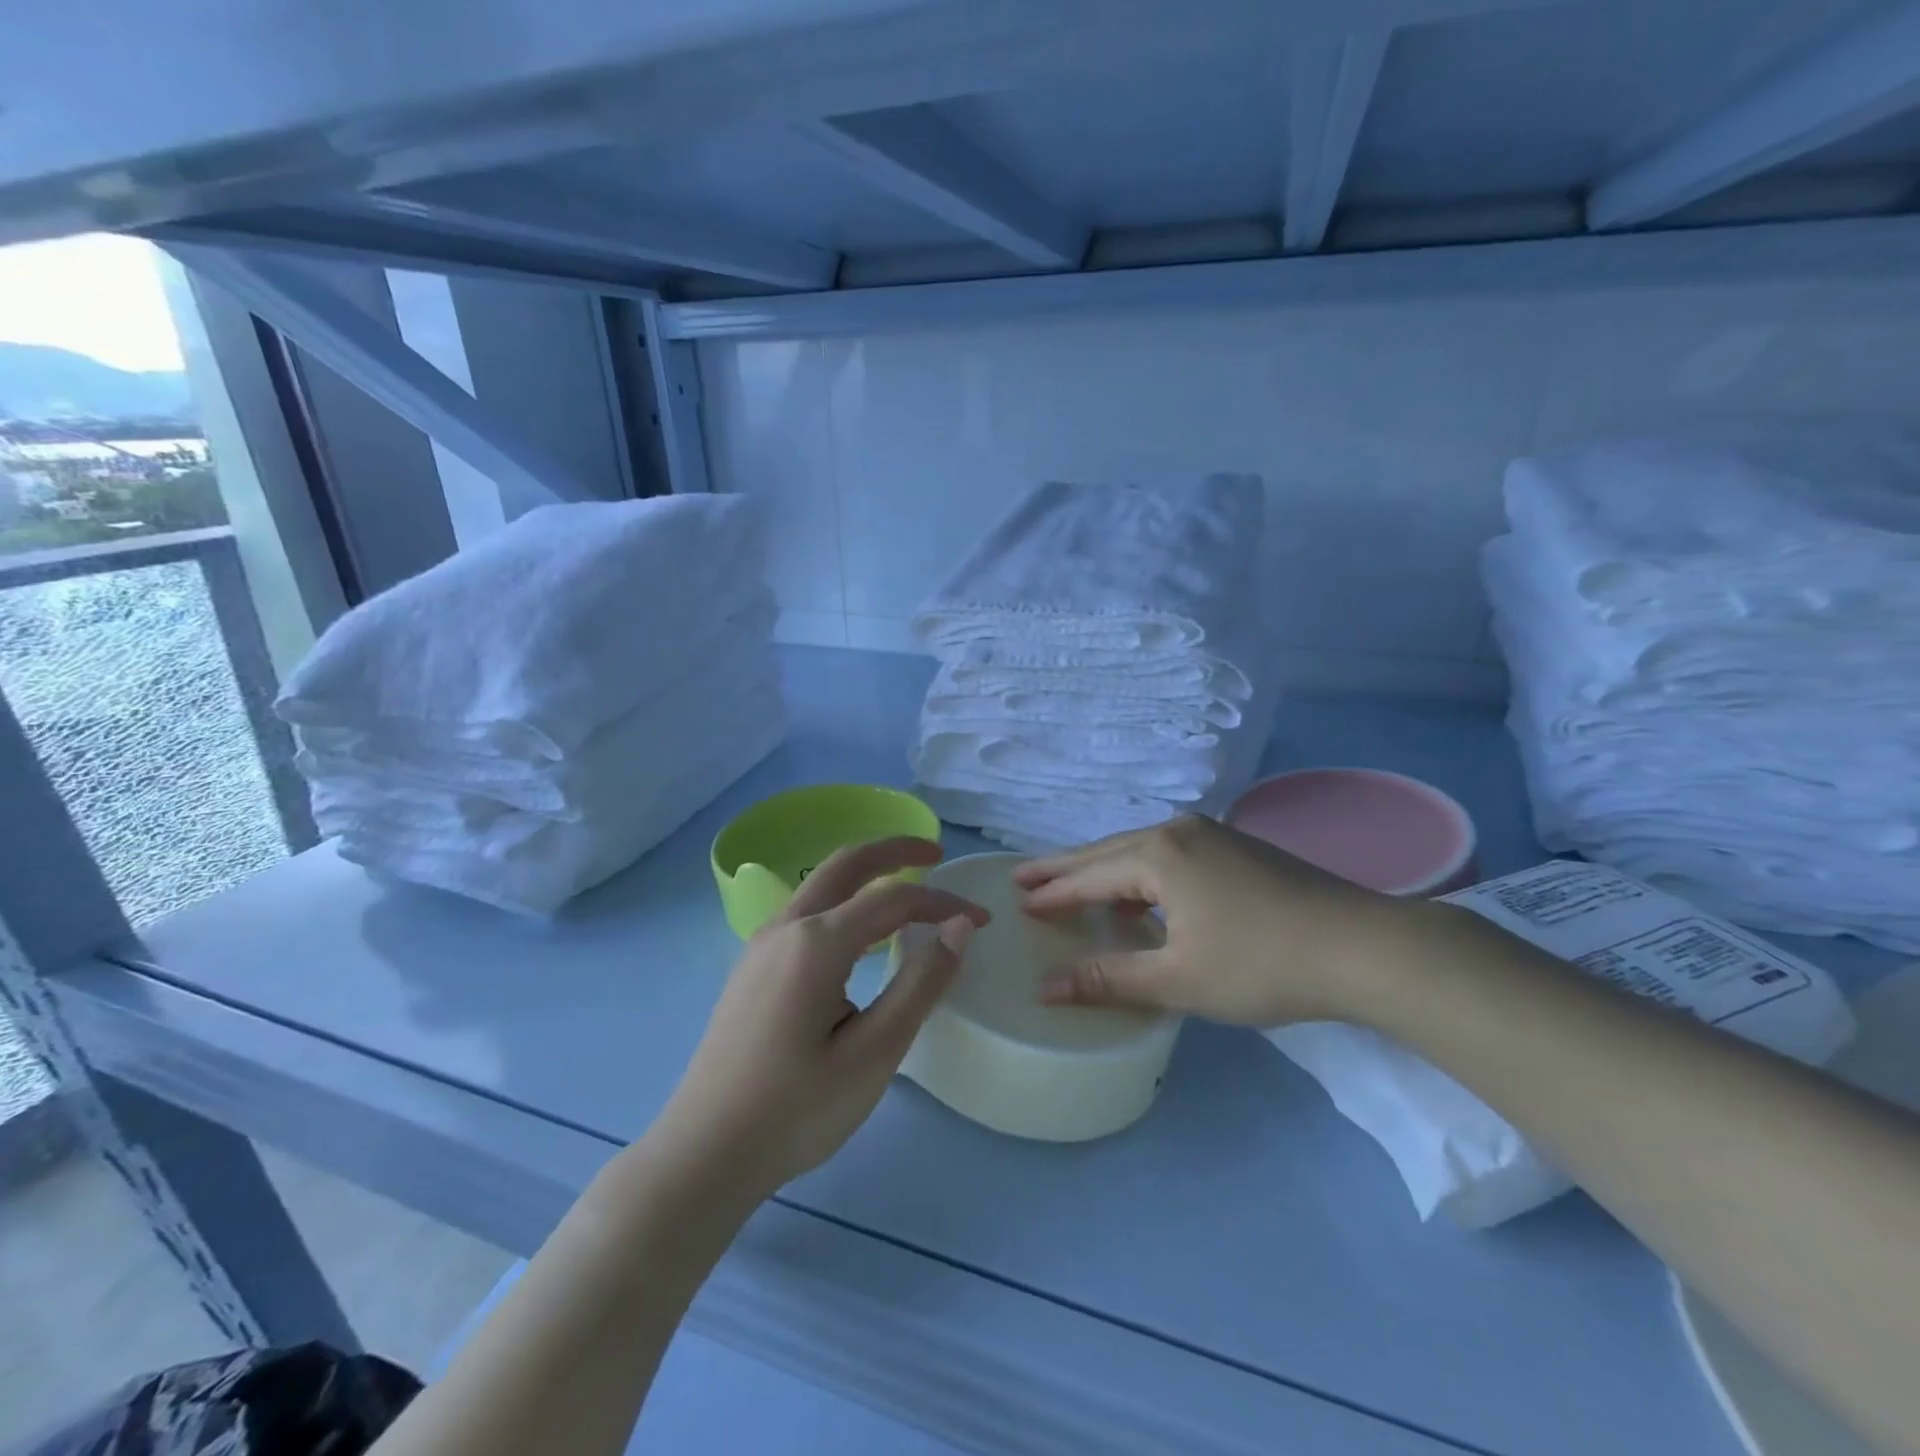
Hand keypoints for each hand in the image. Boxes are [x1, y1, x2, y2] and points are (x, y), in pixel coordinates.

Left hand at [649, 837, 988, 1203]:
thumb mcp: (873, 1053)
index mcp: (816, 942)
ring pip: (822, 884)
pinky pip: (807, 912)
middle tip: (936, 853)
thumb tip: (958, 927)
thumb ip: (920, 984)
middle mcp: (786, 927)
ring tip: (905, 888)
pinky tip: (860, 933)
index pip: (894, 899)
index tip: (982, 921)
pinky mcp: (753, 966)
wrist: (704, 1153)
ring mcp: (762, 944)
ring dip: (866, 873)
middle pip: (847, 864)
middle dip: (895, 850)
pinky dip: (844, 900)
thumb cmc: (796, 1109)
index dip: (942, 902)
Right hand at [1015, 815, 1421, 1026]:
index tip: (1017, 902)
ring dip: (1104, 869)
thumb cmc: (1262, 965)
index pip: (1088, 875)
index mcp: (1159, 854)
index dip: (1052, 893)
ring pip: (1139, 850)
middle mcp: (1179, 830)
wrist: (1364, 946)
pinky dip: (1139, 872)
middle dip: (1065, 868)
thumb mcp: (1178, 979)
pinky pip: (1168, 854)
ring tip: (1072, 885)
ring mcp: (1212, 834)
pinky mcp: (1237, 847)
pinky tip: (1139, 892)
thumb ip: (1109, 978)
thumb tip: (1045, 989)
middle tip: (1024, 877)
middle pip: (1107, 851)